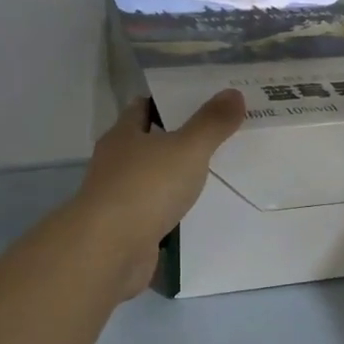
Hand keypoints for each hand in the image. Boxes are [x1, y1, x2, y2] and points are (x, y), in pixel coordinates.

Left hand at [75, 91, 245, 297]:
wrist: (110, 250)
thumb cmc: (145, 188)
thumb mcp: (187, 149)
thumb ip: (211, 123)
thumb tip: (234, 92)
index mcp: (124, 135)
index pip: (143, 107)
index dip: (169, 102)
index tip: (201, 102)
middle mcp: (116, 162)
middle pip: (148, 143)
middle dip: (177, 139)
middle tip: (217, 135)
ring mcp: (119, 198)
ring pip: (152, 179)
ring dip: (175, 177)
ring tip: (214, 172)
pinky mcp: (126, 229)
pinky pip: (155, 212)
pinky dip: (172, 209)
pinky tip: (196, 211)